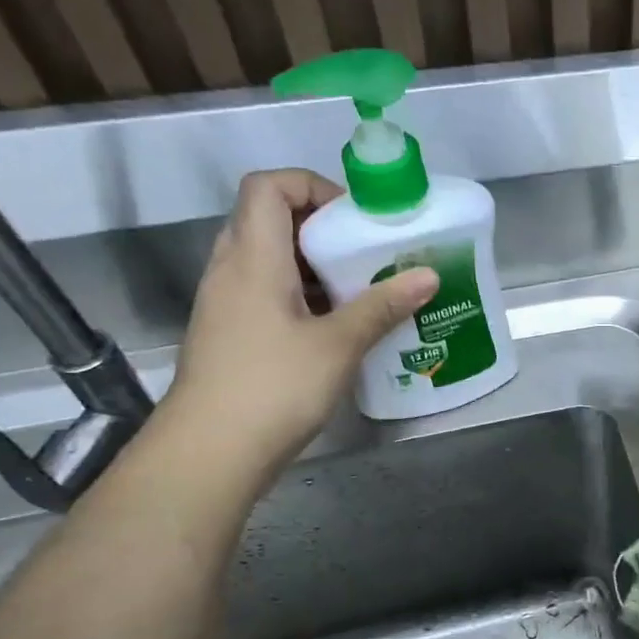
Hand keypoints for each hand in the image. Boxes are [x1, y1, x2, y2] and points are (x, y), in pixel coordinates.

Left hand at [161, 169, 436, 485]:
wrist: (210, 452)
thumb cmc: (273, 387)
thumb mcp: (338, 345)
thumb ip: (382, 306)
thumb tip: (428, 275)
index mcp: (253, 258)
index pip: (268, 186)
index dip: (313, 186)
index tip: (355, 219)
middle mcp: (231, 270)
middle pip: (269, 219)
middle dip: (321, 227)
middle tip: (366, 253)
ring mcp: (226, 303)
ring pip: (270, 259)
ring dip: (314, 264)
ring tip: (360, 289)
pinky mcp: (231, 333)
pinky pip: (267, 292)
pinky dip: (303, 294)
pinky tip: (337, 326)